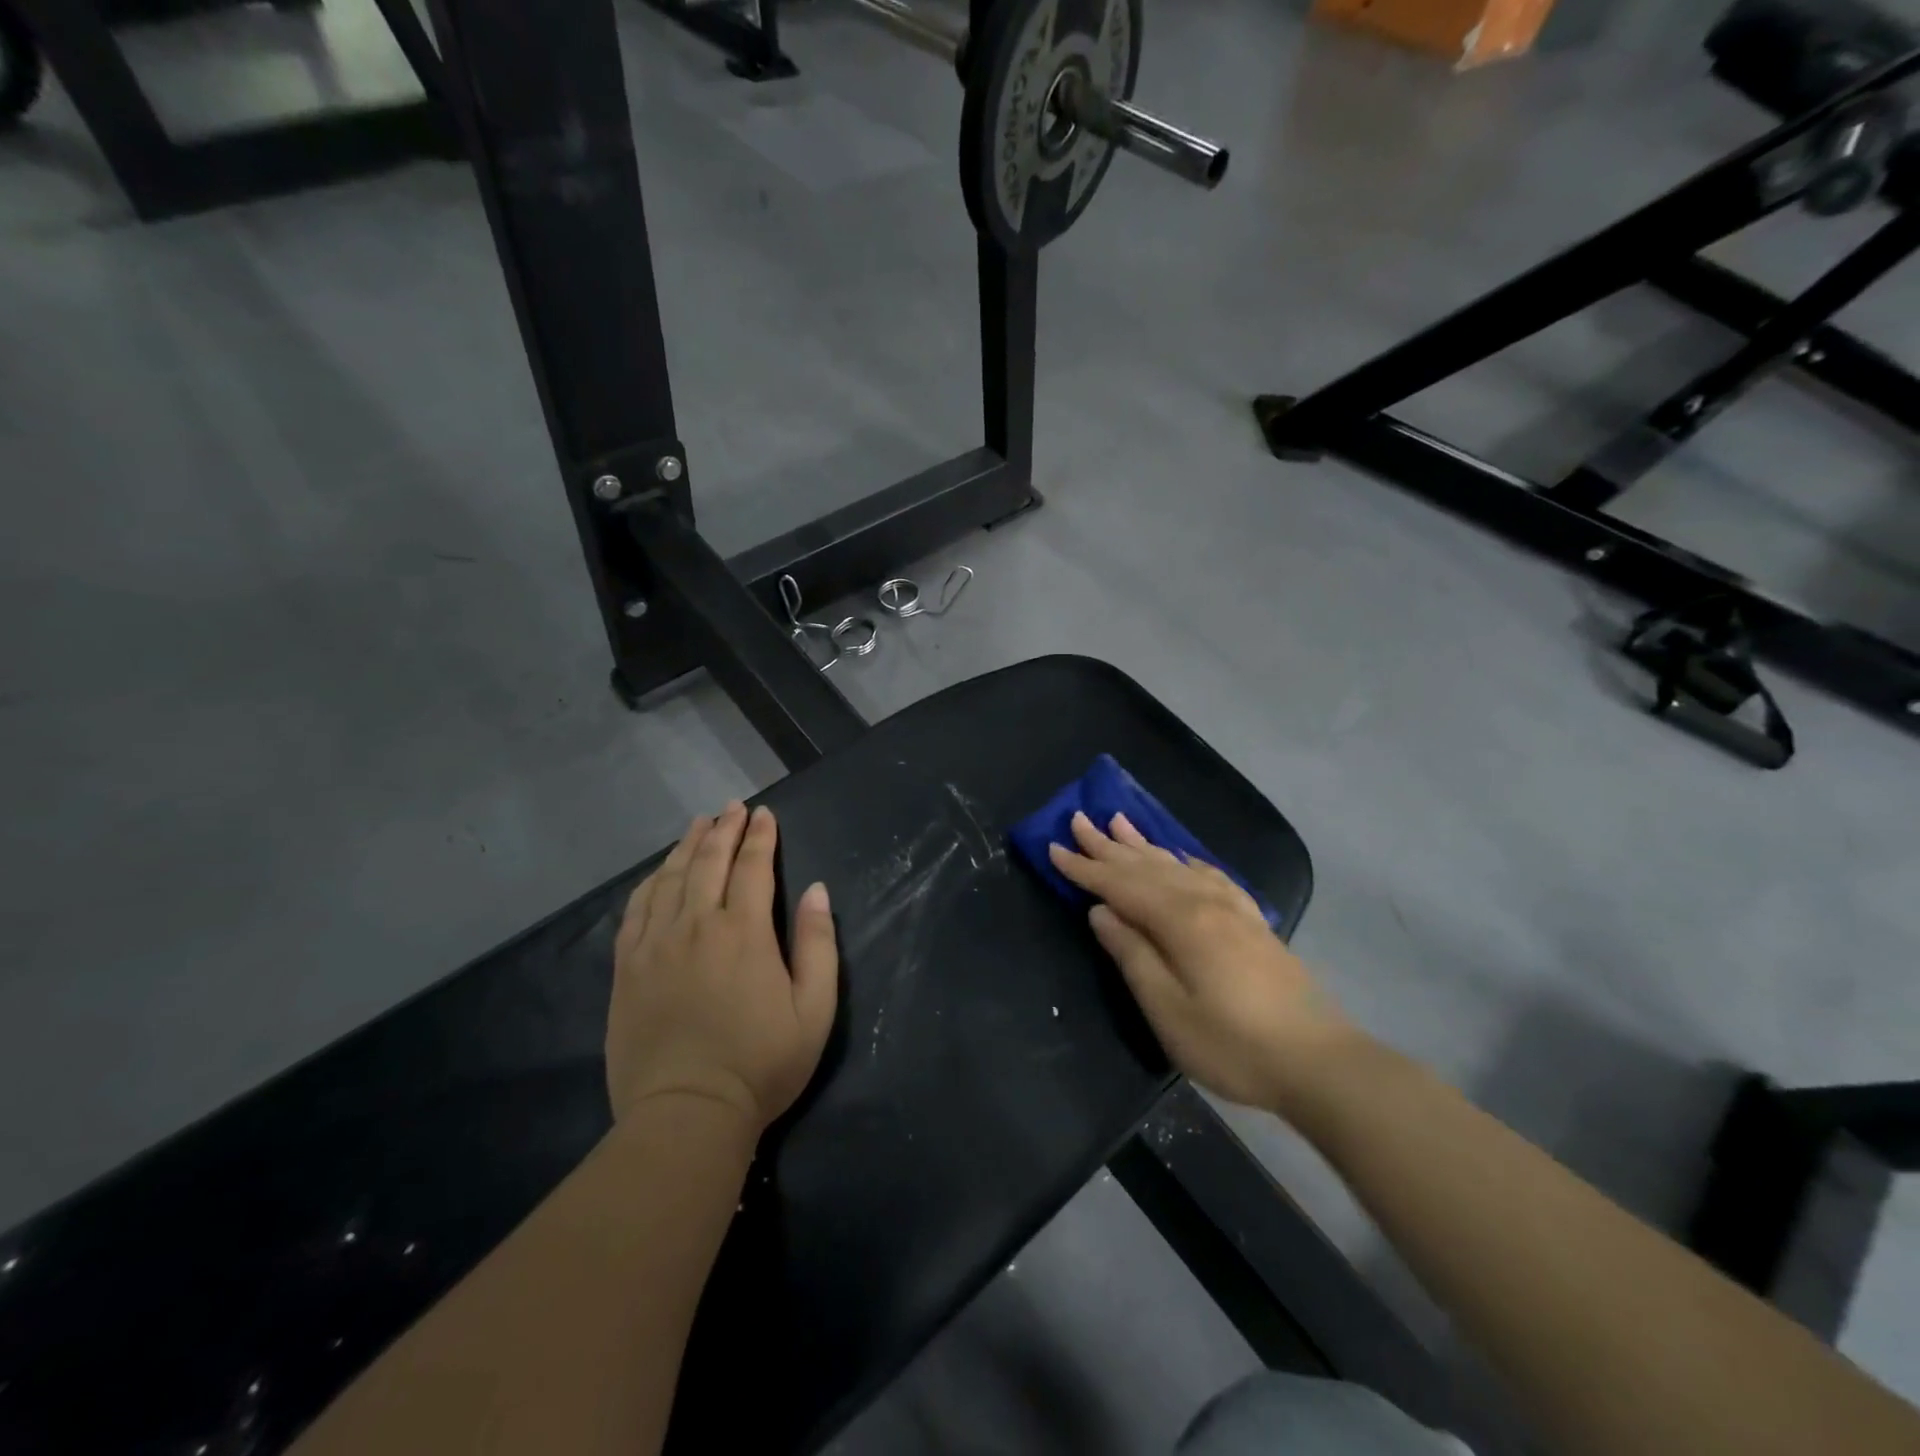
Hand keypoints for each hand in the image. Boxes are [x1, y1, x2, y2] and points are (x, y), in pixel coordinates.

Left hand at [608, 803, 838, 1132]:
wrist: (687, 1115)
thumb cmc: (761, 1064)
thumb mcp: (815, 1009)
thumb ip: (818, 944)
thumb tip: (816, 890)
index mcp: (743, 932)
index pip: (752, 867)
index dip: (760, 837)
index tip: (765, 813)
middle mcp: (696, 926)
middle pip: (709, 863)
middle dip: (724, 830)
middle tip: (732, 807)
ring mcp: (655, 945)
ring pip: (670, 878)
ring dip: (687, 846)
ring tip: (699, 824)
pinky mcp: (628, 968)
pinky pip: (636, 910)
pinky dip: (650, 882)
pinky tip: (659, 873)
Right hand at [1048, 811, 1357, 1113]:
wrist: (1320, 1062)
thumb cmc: (1233, 1044)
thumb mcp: (1168, 1010)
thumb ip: (1133, 955)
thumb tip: (1102, 912)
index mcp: (1180, 920)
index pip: (1120, 885)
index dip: (1084, 868)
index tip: (1054, 847)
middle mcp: (1205, 901)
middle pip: (1146, 866)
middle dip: (1108, 845)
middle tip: (1078, 818)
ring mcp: (1233, 908)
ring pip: (1176, 864)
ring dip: (1143, 844)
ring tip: (1119, 821)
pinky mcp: (1252, 921)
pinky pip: (1209, 875)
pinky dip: (1186, 860)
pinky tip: (1181, 857)